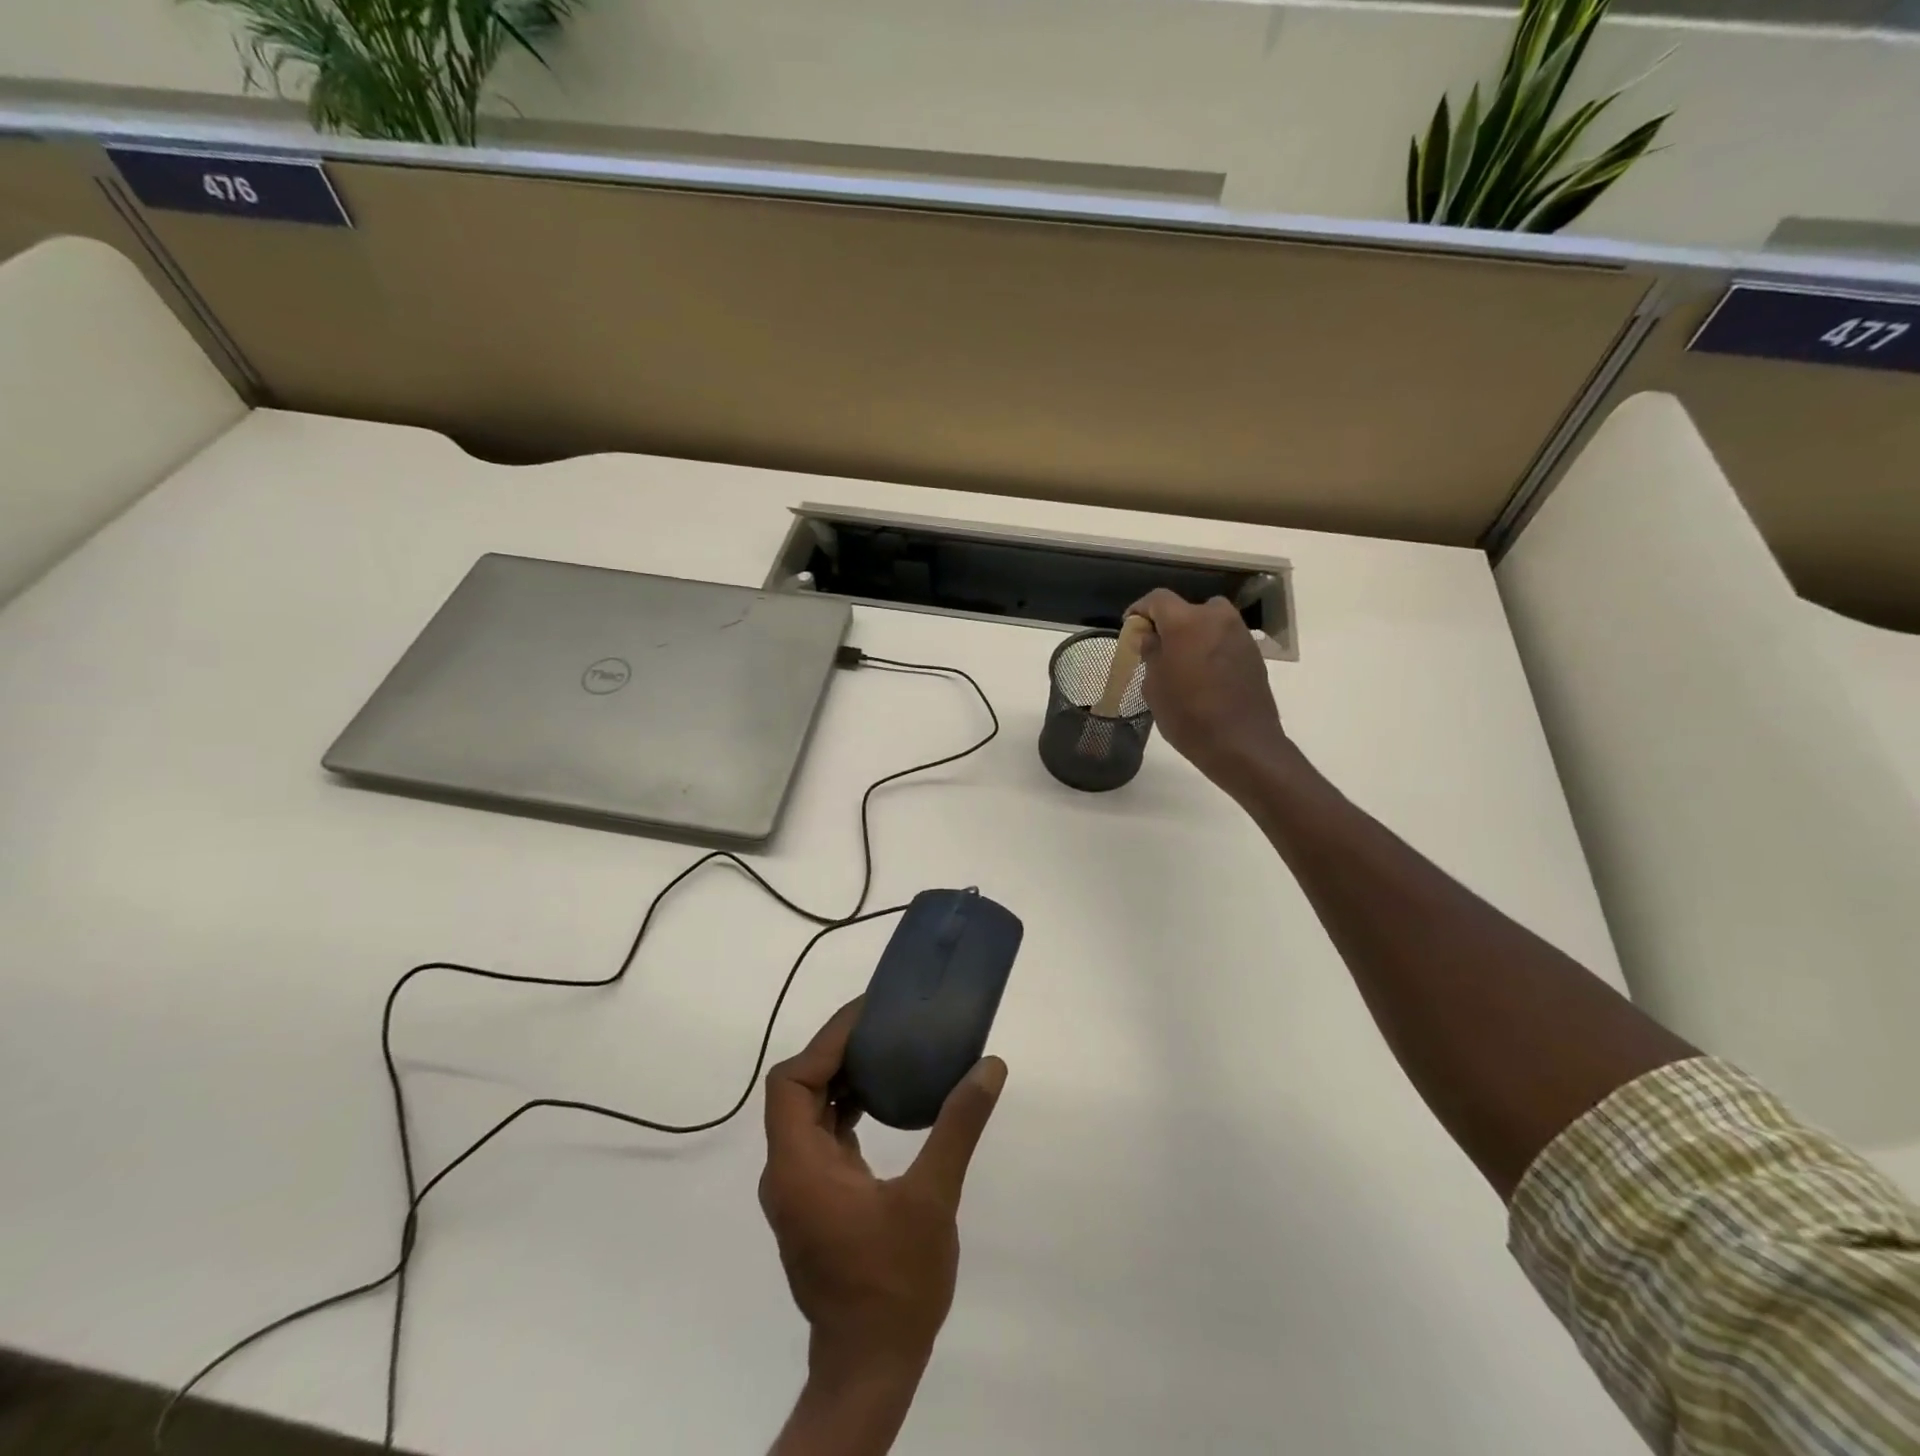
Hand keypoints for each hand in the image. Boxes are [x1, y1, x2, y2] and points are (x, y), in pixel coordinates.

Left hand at [760, 999, 1007, 1381]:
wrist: (870, 1367)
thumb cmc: (895, 1284)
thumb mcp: (932, 1200)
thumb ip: (957, 1127)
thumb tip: (989, 1067)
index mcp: (798, 1166)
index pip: (791, 1082)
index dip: (824, 1042)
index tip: (866, 1016)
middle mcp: (787, 1172)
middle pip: (797, 1091)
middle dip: (835, 1052)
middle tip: (882, 1025)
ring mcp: (799, 1189)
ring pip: (808, 1113)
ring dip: (840, 1079)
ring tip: (885, 1051)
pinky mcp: (817, 1202)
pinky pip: (822, 1137)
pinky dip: (846, 1110)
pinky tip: (883, 1102)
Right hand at [1127, 588, 1291, 796]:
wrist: (1242, 744)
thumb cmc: (1188, 715)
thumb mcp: (1155, 687)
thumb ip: (1151, 653)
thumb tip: (1151, 637)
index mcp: (1186, 621)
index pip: (1157, 599)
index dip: (1140, 610)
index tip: (1131, 627)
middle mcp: (1216, 618)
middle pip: (1187, 608)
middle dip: (1170, 623)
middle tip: (1158, 648)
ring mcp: (1239, 634)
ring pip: (1209, 623)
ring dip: (1193, 635)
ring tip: (1181, 663)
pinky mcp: (1253, 653)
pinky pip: (1224, 640)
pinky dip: (1211, 648)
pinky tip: (1203, 675)